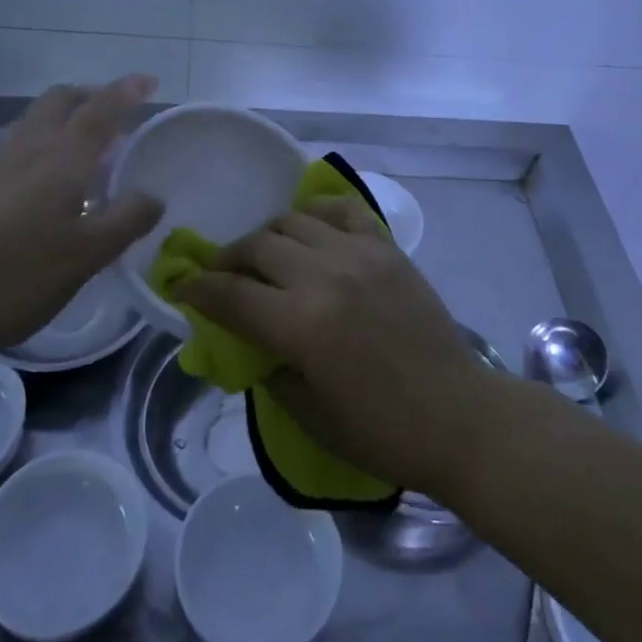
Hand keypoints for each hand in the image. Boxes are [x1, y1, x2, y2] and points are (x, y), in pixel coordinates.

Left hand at [0, 76, 163, 374]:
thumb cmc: (12, 279)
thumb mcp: (85, 258)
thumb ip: (125, 221)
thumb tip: (152, 195)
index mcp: (60, 159)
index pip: (101, 110)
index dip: (127, 91)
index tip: (148, 80)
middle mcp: (24, 150)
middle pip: (58, 100)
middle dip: (89, 96)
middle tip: (114, 117)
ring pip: (30, 125)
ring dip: (60, 124)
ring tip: (80, 159)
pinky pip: (9, 153)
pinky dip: (35, 153)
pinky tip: (35, 197)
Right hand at [180, 198, 498, 497]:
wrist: (459, 416)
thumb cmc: (382, 431)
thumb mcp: (309, 415)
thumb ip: (269, 369)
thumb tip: (251, 341)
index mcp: (300, 324)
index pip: (230, 293)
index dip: (197, 289)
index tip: (182, 287)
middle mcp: (324, 276)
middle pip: (257, 246)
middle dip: (228, 259)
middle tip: (222, 275)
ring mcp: (359, 255)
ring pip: (294, 221)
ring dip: (269, 235)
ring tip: (266, 255)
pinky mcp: (387, 248)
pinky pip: (344, 211)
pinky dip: (319, 212)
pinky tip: (312, 229)